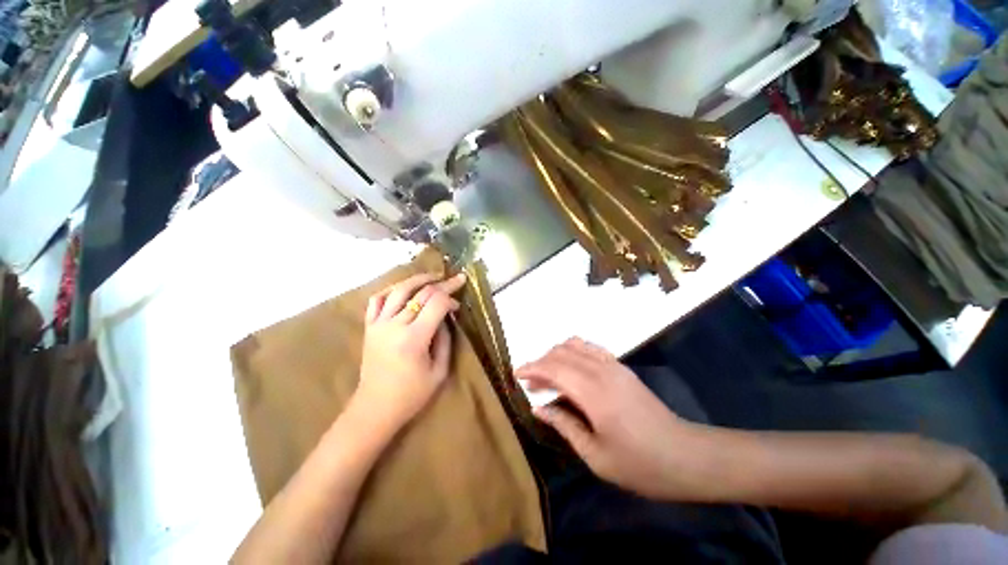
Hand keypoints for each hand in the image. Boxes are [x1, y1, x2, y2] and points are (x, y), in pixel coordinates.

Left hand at [354, 272, 466, 430]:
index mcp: (414, 339)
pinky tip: (404, 289)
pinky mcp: (369, 327)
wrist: (375, 408)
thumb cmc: (411, 394)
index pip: (436, 303)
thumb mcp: (439, 371)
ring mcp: (378, 324)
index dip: (451, 299)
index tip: (458, 305)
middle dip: (442, 284)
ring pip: (399, 290)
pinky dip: (392, 289)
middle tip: (456, 280)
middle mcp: (394, 326)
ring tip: (433, 276)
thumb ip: (445, 340)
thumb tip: (446, 317)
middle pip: (421, 293)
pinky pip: (378, 300)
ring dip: (418, 279)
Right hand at [517, 338, 699, 499]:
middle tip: (531, 383)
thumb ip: (564, 425)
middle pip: (562, 352)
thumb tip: (539, 408)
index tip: (516, 375)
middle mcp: (601, 370)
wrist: (687, 456)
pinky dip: (574, 353)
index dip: (532, 368)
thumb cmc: (640, 464)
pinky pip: (591, 349)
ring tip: (548, 376)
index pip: (553, 367)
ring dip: (556, 355)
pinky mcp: (622, 368)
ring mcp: (614, 366)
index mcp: (593, 392)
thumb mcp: (595, 455)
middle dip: (541, 362)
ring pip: (576, 345)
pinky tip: (571, 371)